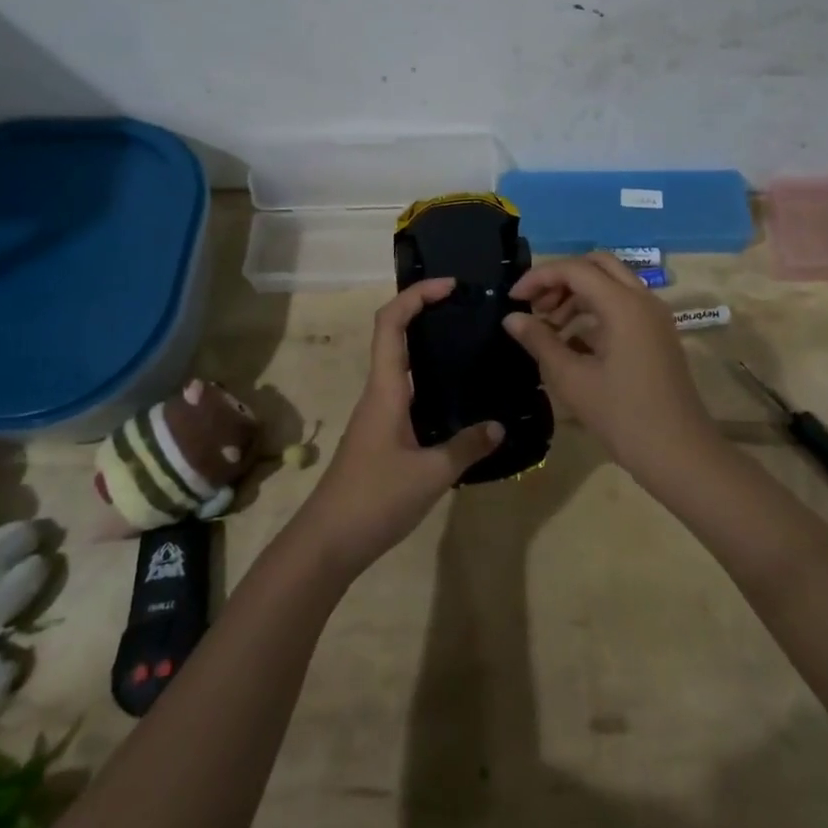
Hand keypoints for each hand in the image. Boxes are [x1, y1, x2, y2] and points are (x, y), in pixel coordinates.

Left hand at [292, 278, 501, 578]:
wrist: (329, 542)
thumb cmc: (375, 498)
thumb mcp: (431, 474)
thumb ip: (467, 446)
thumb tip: (499, 426)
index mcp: (385, 389)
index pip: (391, 323)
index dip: (416, 295)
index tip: (450, 286)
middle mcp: (379, 392)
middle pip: (394, 335)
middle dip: (425, 312)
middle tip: (467, 310)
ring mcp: (378, 414)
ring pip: (401, 365)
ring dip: (428, 346)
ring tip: (470, 346)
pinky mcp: (382, 435)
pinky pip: (407, 392)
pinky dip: (430, 380)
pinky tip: (457, 397)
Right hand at [504, 253, 720, 481]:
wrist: (680, 454)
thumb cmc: (622, 416)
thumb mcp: (572, 379)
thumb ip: (540, 341)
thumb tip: (512, 318)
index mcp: (623, 305)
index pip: (575, 269)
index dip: (539, 277)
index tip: (513, 299)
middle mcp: (643, 300)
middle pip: (597, 265)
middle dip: (561, 279)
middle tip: (536, 306)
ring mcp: (654, 317)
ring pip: (611, 284)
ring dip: (577, 295)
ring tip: (549, 327)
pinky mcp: (657, 335)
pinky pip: (623, 306)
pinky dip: (595, 311)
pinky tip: (573, 343)